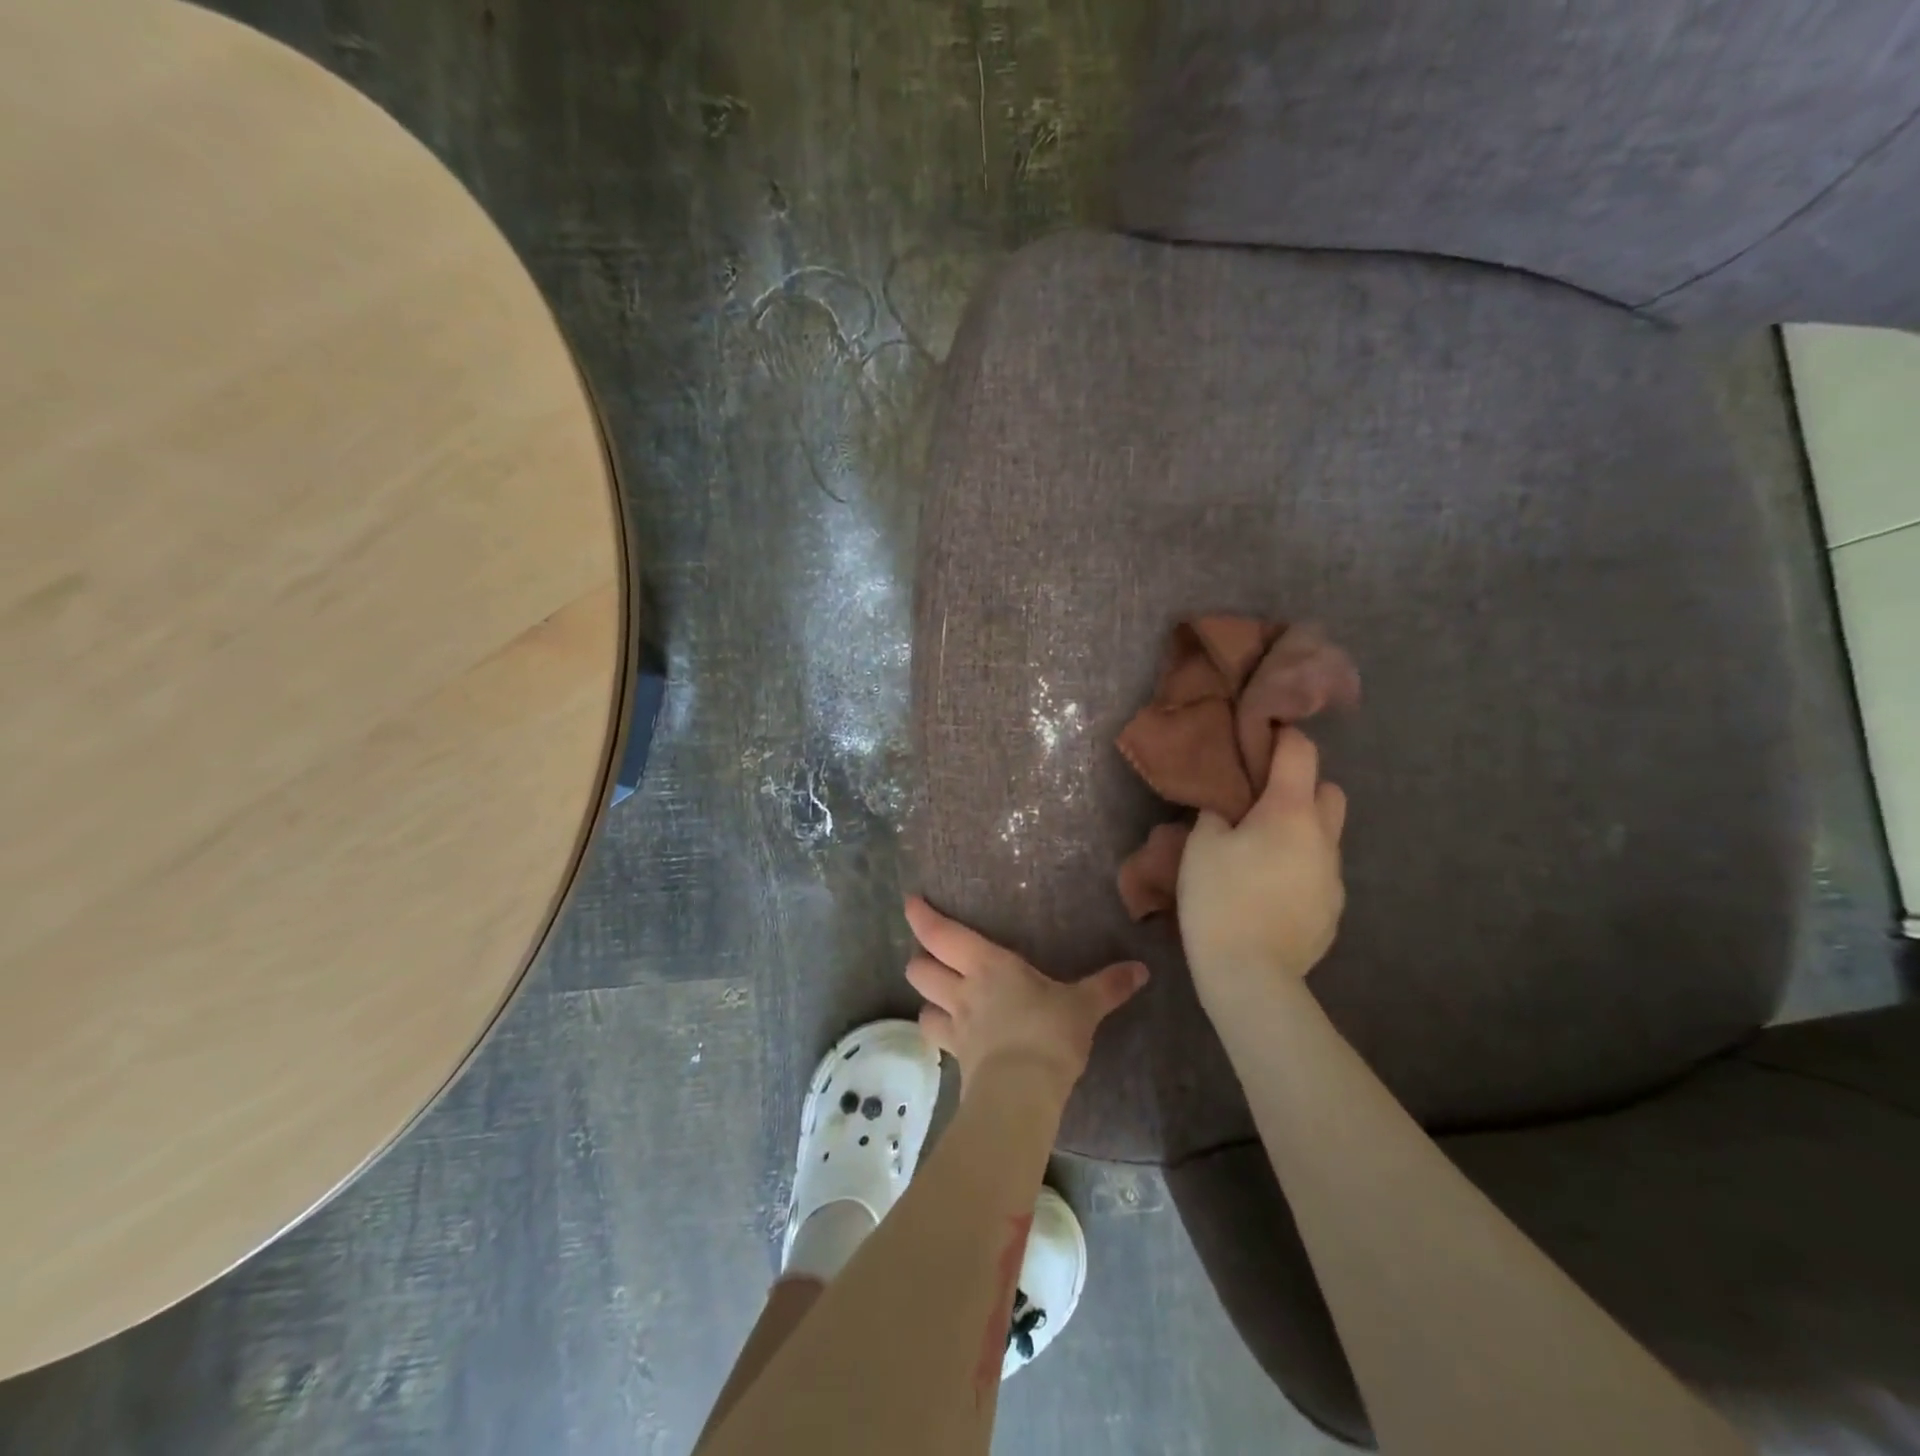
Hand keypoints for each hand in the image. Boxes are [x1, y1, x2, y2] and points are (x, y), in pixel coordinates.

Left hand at [903, 896, 1147, 1101]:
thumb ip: (1108, 986)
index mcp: (988, 965)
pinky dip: (939, 1031)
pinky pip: (936, 1038)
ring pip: (921, 1004)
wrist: (1023, 1093)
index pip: (942, 934)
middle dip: (921, 959)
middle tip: (935, 957)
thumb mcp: (1083, 1006)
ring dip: (927, 998)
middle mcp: (963, 990)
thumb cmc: (1049, 1034)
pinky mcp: (957, 1058)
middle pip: (919, 968)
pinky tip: (953, 1034)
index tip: (910, 902)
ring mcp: (956, 1026)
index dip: (922, 917)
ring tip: (941, 996)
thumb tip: (1141, 970)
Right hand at [1176, 727, 1346, 1014]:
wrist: (1250, 974)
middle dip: (1301, 787)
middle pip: (1329, 790)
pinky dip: (1300, 868)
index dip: (1282, 737)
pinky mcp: (1334, 910)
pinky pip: (1320, 872)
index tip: (1259, 740)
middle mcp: (1323, 837)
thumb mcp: (1200, 846)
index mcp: (1290, 812)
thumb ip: (1217, 813)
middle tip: (1262, 804)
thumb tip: (1228, 807)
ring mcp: (1334, 877)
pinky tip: (1270, 891)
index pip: (1301, 752)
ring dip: (1301, 831)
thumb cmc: (1219, 899)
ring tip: (1261, 853)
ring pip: (1325, 835)